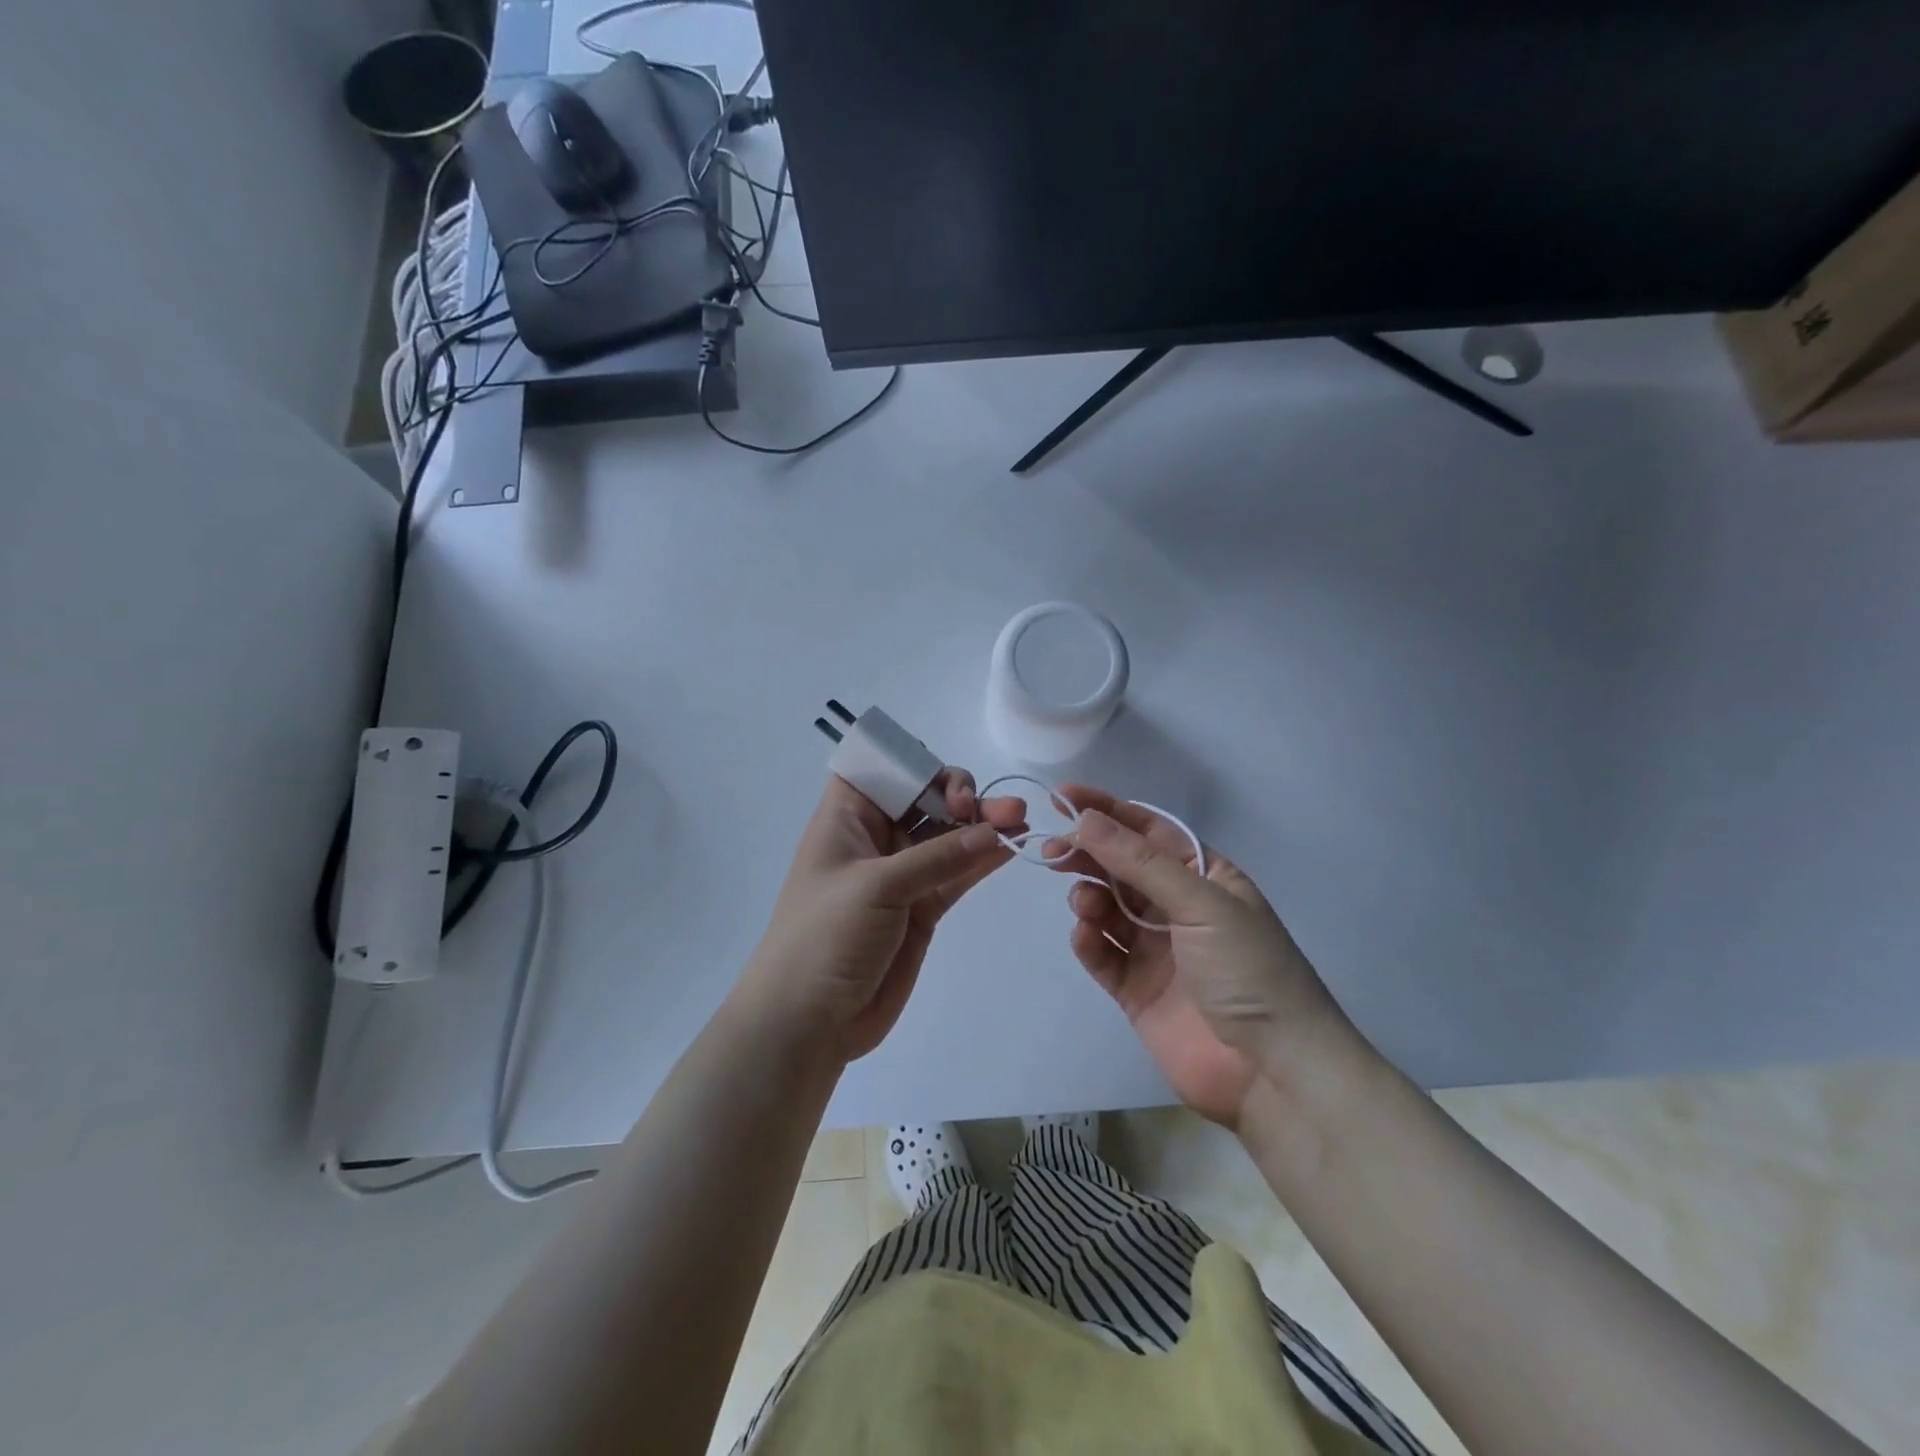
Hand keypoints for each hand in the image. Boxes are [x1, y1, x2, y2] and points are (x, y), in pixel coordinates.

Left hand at [737, 772, 1027, 1063]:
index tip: (944, 783)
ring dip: (982, 824)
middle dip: (961, 795)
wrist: (807, 1022)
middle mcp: (875, 838)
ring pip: (947, 836)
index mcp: (847, 818)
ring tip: (1020, 820)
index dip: (915, 763)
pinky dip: (983, 859)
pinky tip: (1013, 845)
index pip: (881, 768)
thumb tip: (994, 830)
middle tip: (995, 807)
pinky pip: (957, 873)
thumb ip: (937, 858)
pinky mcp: (921, 907)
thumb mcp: (876, 887)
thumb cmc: (825, 936)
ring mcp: (901, 873)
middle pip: (924, 798)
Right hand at [1046, 786, 1354, 1129]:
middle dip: (1089, 853)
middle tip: (1055, 849)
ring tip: (1084, 904)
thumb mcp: (1202, 904)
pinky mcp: (1136, 989)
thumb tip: (1086, 819)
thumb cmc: (1249, 971)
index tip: (1065, 797)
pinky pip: (1102, 954)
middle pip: (1122, 867)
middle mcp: (1178, 907)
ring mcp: (1156, 949)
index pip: (1150, 831)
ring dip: (1089, 897)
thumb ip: (1141, 863)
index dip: (1109, 810)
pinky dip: (1088, 940)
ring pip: (1107, 908)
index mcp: (1204, 877)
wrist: (1273, 1074)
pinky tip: (1084, 935)